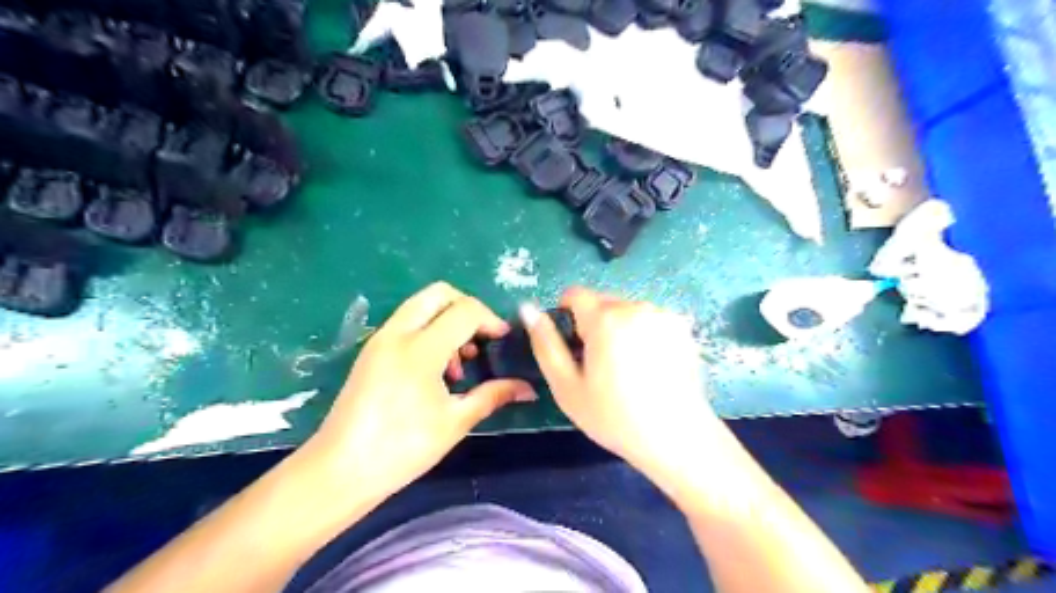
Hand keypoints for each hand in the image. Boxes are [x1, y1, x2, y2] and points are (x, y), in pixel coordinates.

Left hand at [306, 284, 537, 499]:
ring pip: (421, 305)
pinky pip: (407, 322)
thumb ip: (493, 395)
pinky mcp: (371, 350)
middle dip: (468, 307)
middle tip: (481, 338)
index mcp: (420, 349)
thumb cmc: (402, 449)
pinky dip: (429, 330)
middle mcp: (398, 333)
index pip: (465, 311)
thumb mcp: (455, 421)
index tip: (503, 340)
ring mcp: (380, 339)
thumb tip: (528, 388)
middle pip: (440, 293)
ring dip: (447, 319)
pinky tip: (436, 369)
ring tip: (460, 362)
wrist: (339, 470)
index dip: (491, 320)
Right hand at [522, 288, 721, 485]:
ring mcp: (663, 315)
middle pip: (602, 301)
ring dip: (618, 327)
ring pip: (626, 310)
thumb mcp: (567, 387)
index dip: (565, 313)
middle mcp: (636, 307)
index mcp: (605, 319)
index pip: (575, 293)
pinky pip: (650, 319)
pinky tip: (649, 365)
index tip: (571, 343)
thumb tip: (528, 309)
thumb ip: (545, 343)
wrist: (677, 438)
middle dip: (593, 323)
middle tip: (597, 362)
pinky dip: (642, 333)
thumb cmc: (614, 417)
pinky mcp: (683, 328)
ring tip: (625, 366)